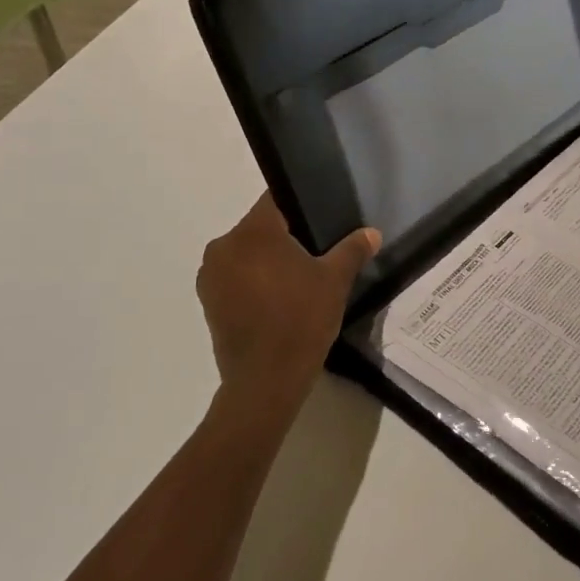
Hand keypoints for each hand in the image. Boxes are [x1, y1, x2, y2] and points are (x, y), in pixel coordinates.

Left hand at [197, 193, 380, 418]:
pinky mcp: (208, 302)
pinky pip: (235, 277)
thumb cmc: (301, 320)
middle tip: (317, 250)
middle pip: (260, 227)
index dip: (300, 204)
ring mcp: (211, 276)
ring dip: (267, 260)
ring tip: (299, 278)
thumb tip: (371, 233)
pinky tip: (279, 298)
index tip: (320, 218)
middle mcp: (223, 246)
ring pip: (246, 253)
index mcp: (253, 232)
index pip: (276, 199)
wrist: (265, 381)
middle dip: (285, 235)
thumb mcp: (335, 281)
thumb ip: (352, 250)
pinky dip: (254, 281)